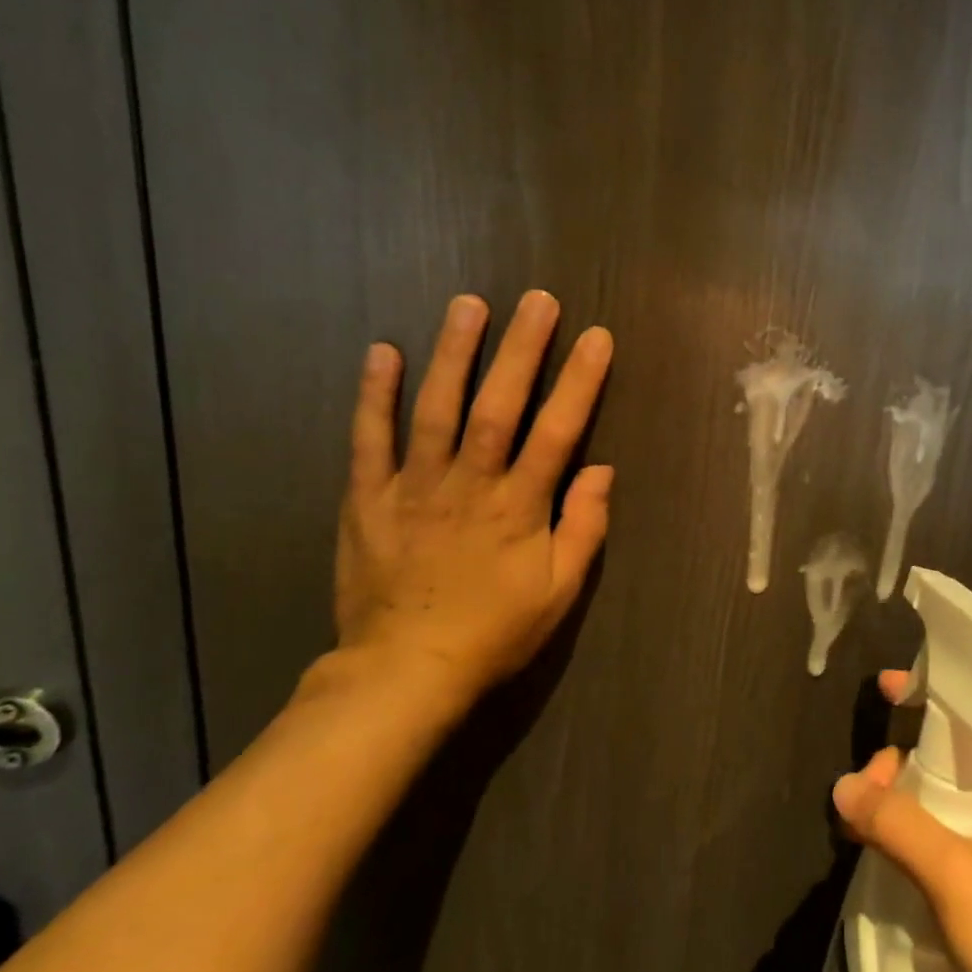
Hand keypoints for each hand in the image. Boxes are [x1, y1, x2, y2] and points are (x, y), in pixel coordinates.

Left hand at [329, 290, 613, 717]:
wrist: (404, 672)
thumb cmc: (494, 633)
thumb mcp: (559, 593)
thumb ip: (584, 529)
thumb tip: (602, 470)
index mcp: (519, 508)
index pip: (557, 432)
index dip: (580, 382)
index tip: (597, 338)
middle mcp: (468, 485)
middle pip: (498, 406)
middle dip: (522, 350)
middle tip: (537, 299)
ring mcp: (413, 488)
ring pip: (435, 409)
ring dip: (454, 354)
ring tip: (469, 304)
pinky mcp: (368, 499)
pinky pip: (369, 440)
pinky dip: (375, 395)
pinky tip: (384, 352)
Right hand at [832, 671, 971, 971]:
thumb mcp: (955, 872)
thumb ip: (896, 822)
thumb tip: (843, 787)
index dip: (931, 699)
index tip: (885, 686)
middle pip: (948, 764)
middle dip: (902, 763)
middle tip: (866, 786)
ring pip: (940, 809)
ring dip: (900, 806)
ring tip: (860, 820)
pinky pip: (939, 850)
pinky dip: (907, 842)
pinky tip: (878, 854)